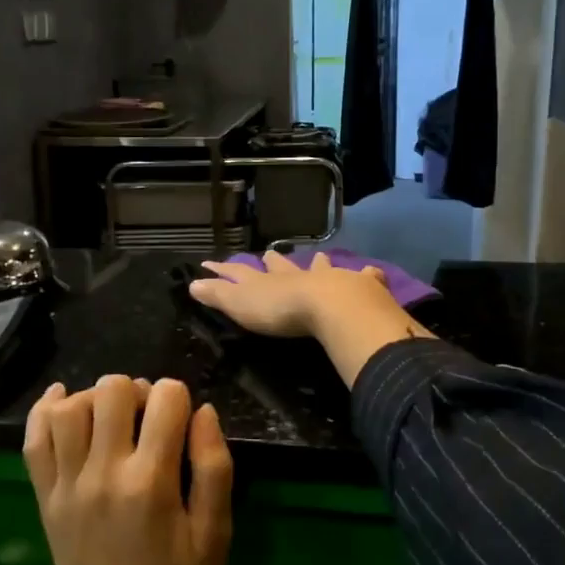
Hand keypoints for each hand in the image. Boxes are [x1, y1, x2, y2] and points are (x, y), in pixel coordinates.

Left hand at [23, 376, 232, 564]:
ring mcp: (67, 484)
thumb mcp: (215, 532)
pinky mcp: (44, 496)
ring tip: (110, 417)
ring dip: (95, 398)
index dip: (179, 398)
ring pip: (70, 407)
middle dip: (137, 390)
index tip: (180, 421)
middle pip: (112, 390)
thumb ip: (215, 467)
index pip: (166, 399)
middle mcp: (103, 473)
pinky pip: (34, 438)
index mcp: (151, 481)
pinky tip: (64, 401)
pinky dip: (45, 409)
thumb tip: (203, 410)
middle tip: (146, 417)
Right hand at [188, 249, 394, 337]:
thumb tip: (191, 282)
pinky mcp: (358, 287)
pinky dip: (368, 275)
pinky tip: (372, 272)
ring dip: (318, 263)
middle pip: (282, 265)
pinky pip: (364, 277)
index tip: (209, 263)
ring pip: (321, 267)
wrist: (332, 306)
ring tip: (320, 257)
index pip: (239, 273)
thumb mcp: (241, 304)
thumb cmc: (282, 310)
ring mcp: (328, 278)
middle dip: (274, 261)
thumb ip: (218, 294)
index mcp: (267, 281)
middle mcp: (297, 275)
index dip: (223, 270)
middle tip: (270, 254)